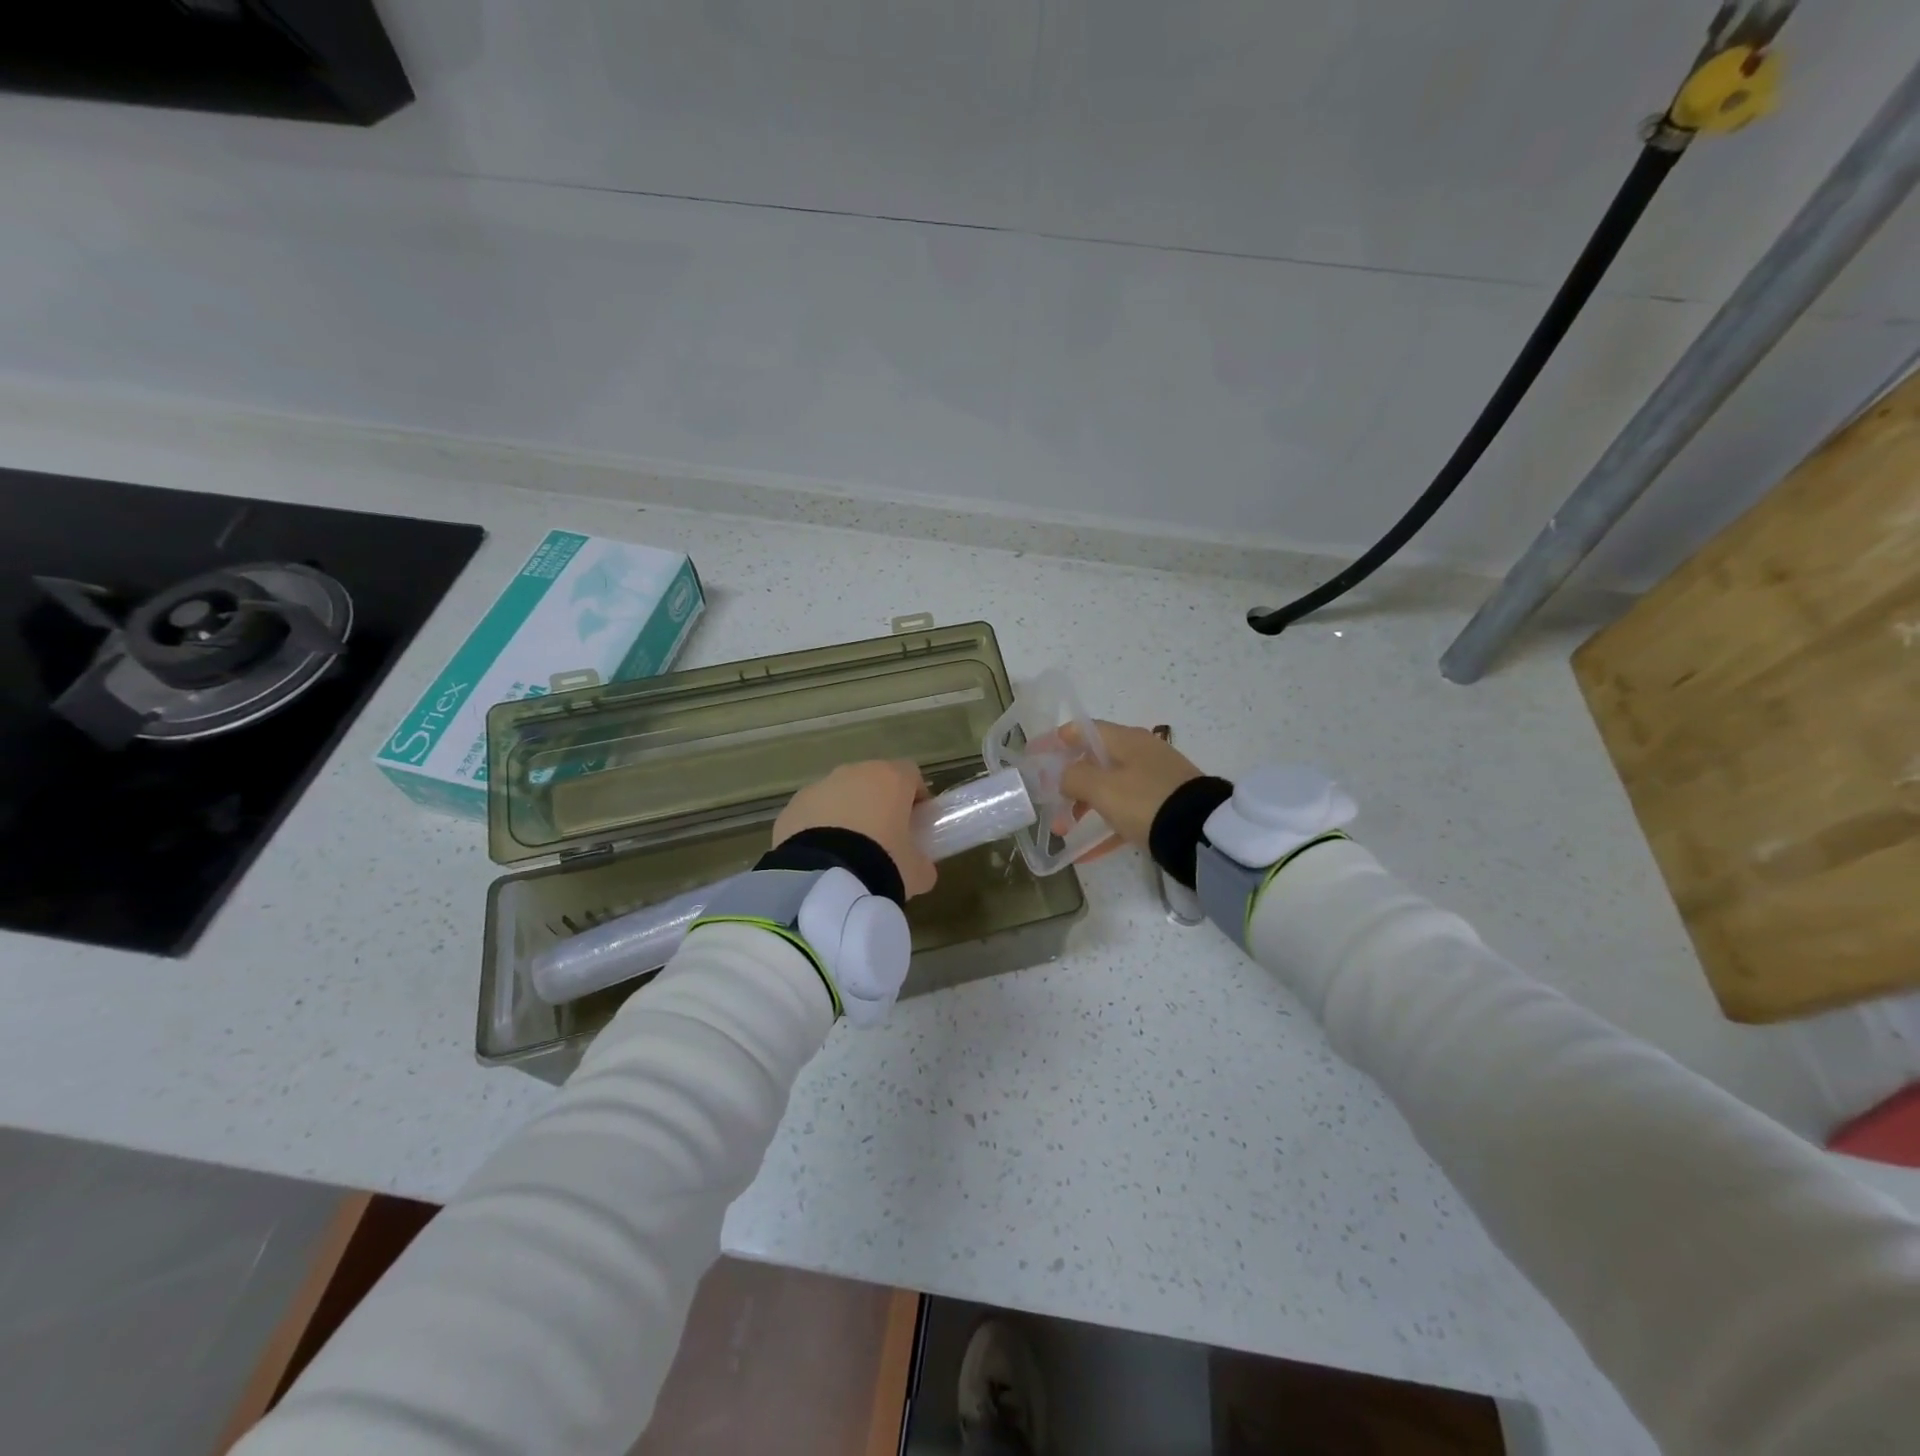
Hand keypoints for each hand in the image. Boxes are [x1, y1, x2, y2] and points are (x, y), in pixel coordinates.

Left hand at [773, 760, 938, 897]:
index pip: (910, 774)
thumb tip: (921, 868)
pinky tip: (822, 857)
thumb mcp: (916, 872)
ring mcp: (819, 787)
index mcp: (890, 779)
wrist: (822, 878)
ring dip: (845, 814)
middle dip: (877, 803)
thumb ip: (922, 864)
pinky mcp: (791, 807)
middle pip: (872, 781)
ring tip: (847, 852)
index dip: (915, 796)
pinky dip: (818, 828)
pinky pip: (812, 813)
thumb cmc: (881, 864)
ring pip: (839, 795)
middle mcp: (853, 773)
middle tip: (882, 839)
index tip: (916, 821)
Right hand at [1058, 722, 1205, 849]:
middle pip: (1093, 761)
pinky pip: (1124, 813)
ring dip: (1081, 807)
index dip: (1055, 741)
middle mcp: (1140, 754)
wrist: (1201, 833)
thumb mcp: (1103, 788)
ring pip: (1107, 788)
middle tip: (1047, 801)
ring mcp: (1153, 781)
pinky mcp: (1162, 806)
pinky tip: (1086, 853)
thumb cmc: (1146, 801)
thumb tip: (1062, 776)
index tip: (1033, 756)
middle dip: (1066, 782)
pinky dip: (1103, 827)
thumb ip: (1073, 777)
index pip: (1083, 730)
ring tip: (1062, 831)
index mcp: (1126, 740)